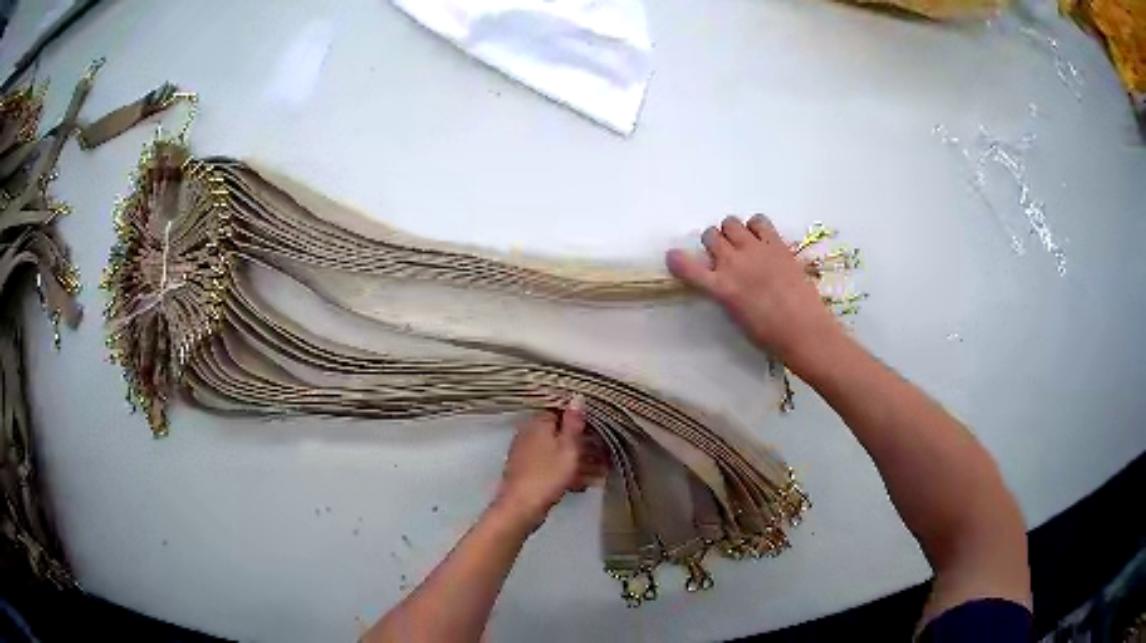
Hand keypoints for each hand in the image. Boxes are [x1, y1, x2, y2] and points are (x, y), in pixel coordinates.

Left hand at [492, 400, 607, 529]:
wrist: (522, 507)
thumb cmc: (548, 474)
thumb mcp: (568, 446)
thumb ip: (574, 422)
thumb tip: (577, 396)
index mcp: (538, 423)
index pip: (562, 411)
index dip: (584, 419)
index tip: (602, 429)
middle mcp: (530, 434)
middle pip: (562, 433)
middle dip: (585, 444)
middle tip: (607, 455)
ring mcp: (528, 455)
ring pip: (559, 452)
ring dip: (581, 461)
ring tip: (602, 473)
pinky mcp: (530, 473)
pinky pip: (552, 467)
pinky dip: (568, 472)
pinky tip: (584, 484)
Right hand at [666, 215, 841, 363]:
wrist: (804, 330)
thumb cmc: (768, 335)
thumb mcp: (735, 317)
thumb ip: (724, 293)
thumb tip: (724, 279)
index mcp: (720, 288)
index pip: (686, 266)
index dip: (677, 260)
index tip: (675, 258)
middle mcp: (733, 263)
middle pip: (710, 235)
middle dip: (713, 243)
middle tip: (724, 255)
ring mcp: (756, 249)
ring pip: (731, 223)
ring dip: (732, 232)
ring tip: (743, 245)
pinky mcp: (776, 243)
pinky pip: (758, 220)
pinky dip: (755, 226)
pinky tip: (761, 239)